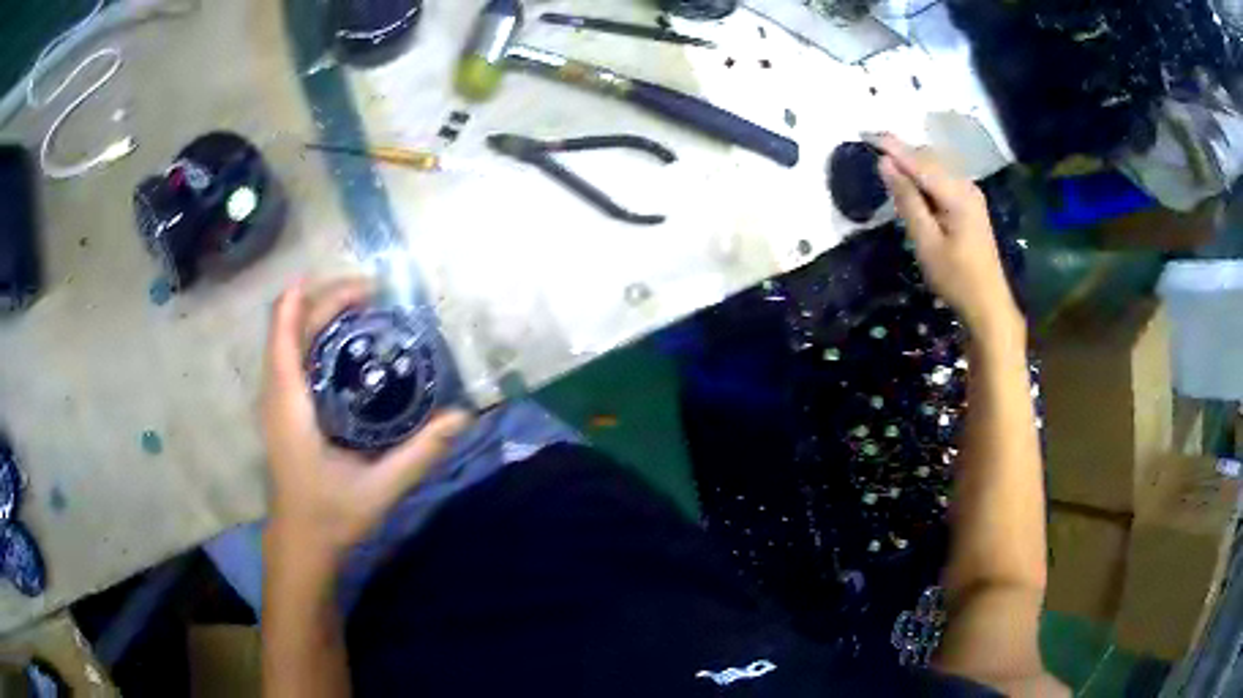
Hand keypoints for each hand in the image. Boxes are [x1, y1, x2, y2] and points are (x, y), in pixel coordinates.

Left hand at [261, 278, 471, 567]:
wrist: (300, 545)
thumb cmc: (331, 517)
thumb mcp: (380, 488)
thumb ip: (420, 453)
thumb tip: (463, 416)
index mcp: (289, 406)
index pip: (286, 334)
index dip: (312, 297)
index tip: (356, 285)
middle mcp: (276, 395)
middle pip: (288, 326)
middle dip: (326, 299)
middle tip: (374, 295)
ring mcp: (276, 401)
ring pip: (287, 338)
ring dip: (318, 313)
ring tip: (362, 308)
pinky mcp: (282, 410)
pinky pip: (291, 356)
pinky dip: (314, 336)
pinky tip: (345, 345)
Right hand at [874, 135, 1020, 335]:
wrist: (988, 304)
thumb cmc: (956, 278)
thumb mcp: (926, 242)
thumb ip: (907, 200)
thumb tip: (885, 164)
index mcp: (956, 193)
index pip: (918, 160)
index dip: (891, 146)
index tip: (864, 133)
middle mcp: (966, 185)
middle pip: (928, 157)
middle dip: (900, 151)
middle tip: (870, 148)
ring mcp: (970, 194)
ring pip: (935, 166)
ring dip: (911, 162)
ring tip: (885, 163)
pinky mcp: (970, 204)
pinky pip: (942, 178)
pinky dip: (922, 175)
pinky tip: (910, 183)